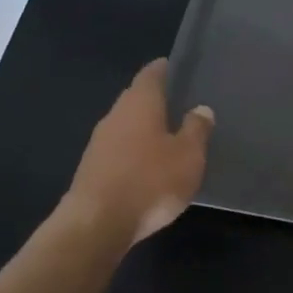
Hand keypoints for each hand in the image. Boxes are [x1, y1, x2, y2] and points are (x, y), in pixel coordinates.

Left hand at [65, 59, 213, 245]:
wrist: (96, 225)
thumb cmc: (150, 181)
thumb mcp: (188, 156)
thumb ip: (196, 129)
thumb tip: (200, 108)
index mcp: (140, 103)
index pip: (151, 74)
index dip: (164, 69)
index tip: (177, 68)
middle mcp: (115, 115)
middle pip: (136, 98)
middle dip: (155, 100)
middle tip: (180, 103)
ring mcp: (99, 143)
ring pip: (126, 125)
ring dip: (144, 128)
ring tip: (168, 136)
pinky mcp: (91, 169)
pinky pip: (118, 149)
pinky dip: (133, 151)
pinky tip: (148, 166)